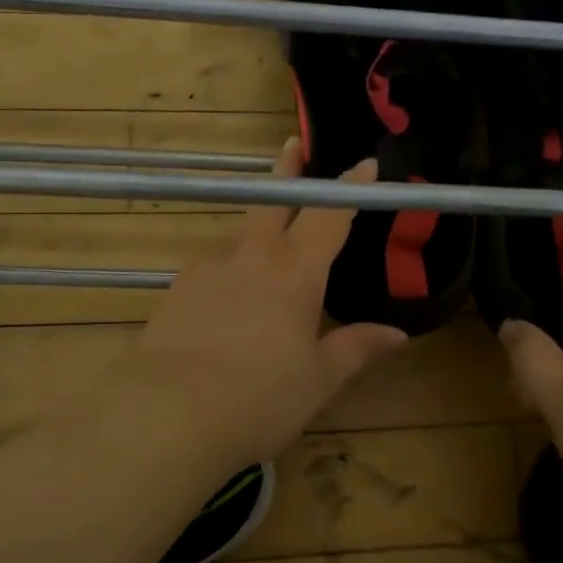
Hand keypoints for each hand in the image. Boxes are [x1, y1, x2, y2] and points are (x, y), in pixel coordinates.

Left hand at [127, 137, 408, 468]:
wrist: (164, 415)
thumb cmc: (257, 398)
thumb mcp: (317, 380)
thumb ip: (356, 349)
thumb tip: (397, 334)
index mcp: (296, 270)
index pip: (329, 214)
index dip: (349, 187)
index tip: (364, 163)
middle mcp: (252, 255)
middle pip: (273, 199)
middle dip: (287, 171)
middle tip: (293, 147)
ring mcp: (209, 266)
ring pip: (241, 231)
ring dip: (259, 222)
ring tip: (270, 238)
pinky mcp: (178, 287)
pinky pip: (215, 260)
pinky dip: (232, 258)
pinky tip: (232, 286)